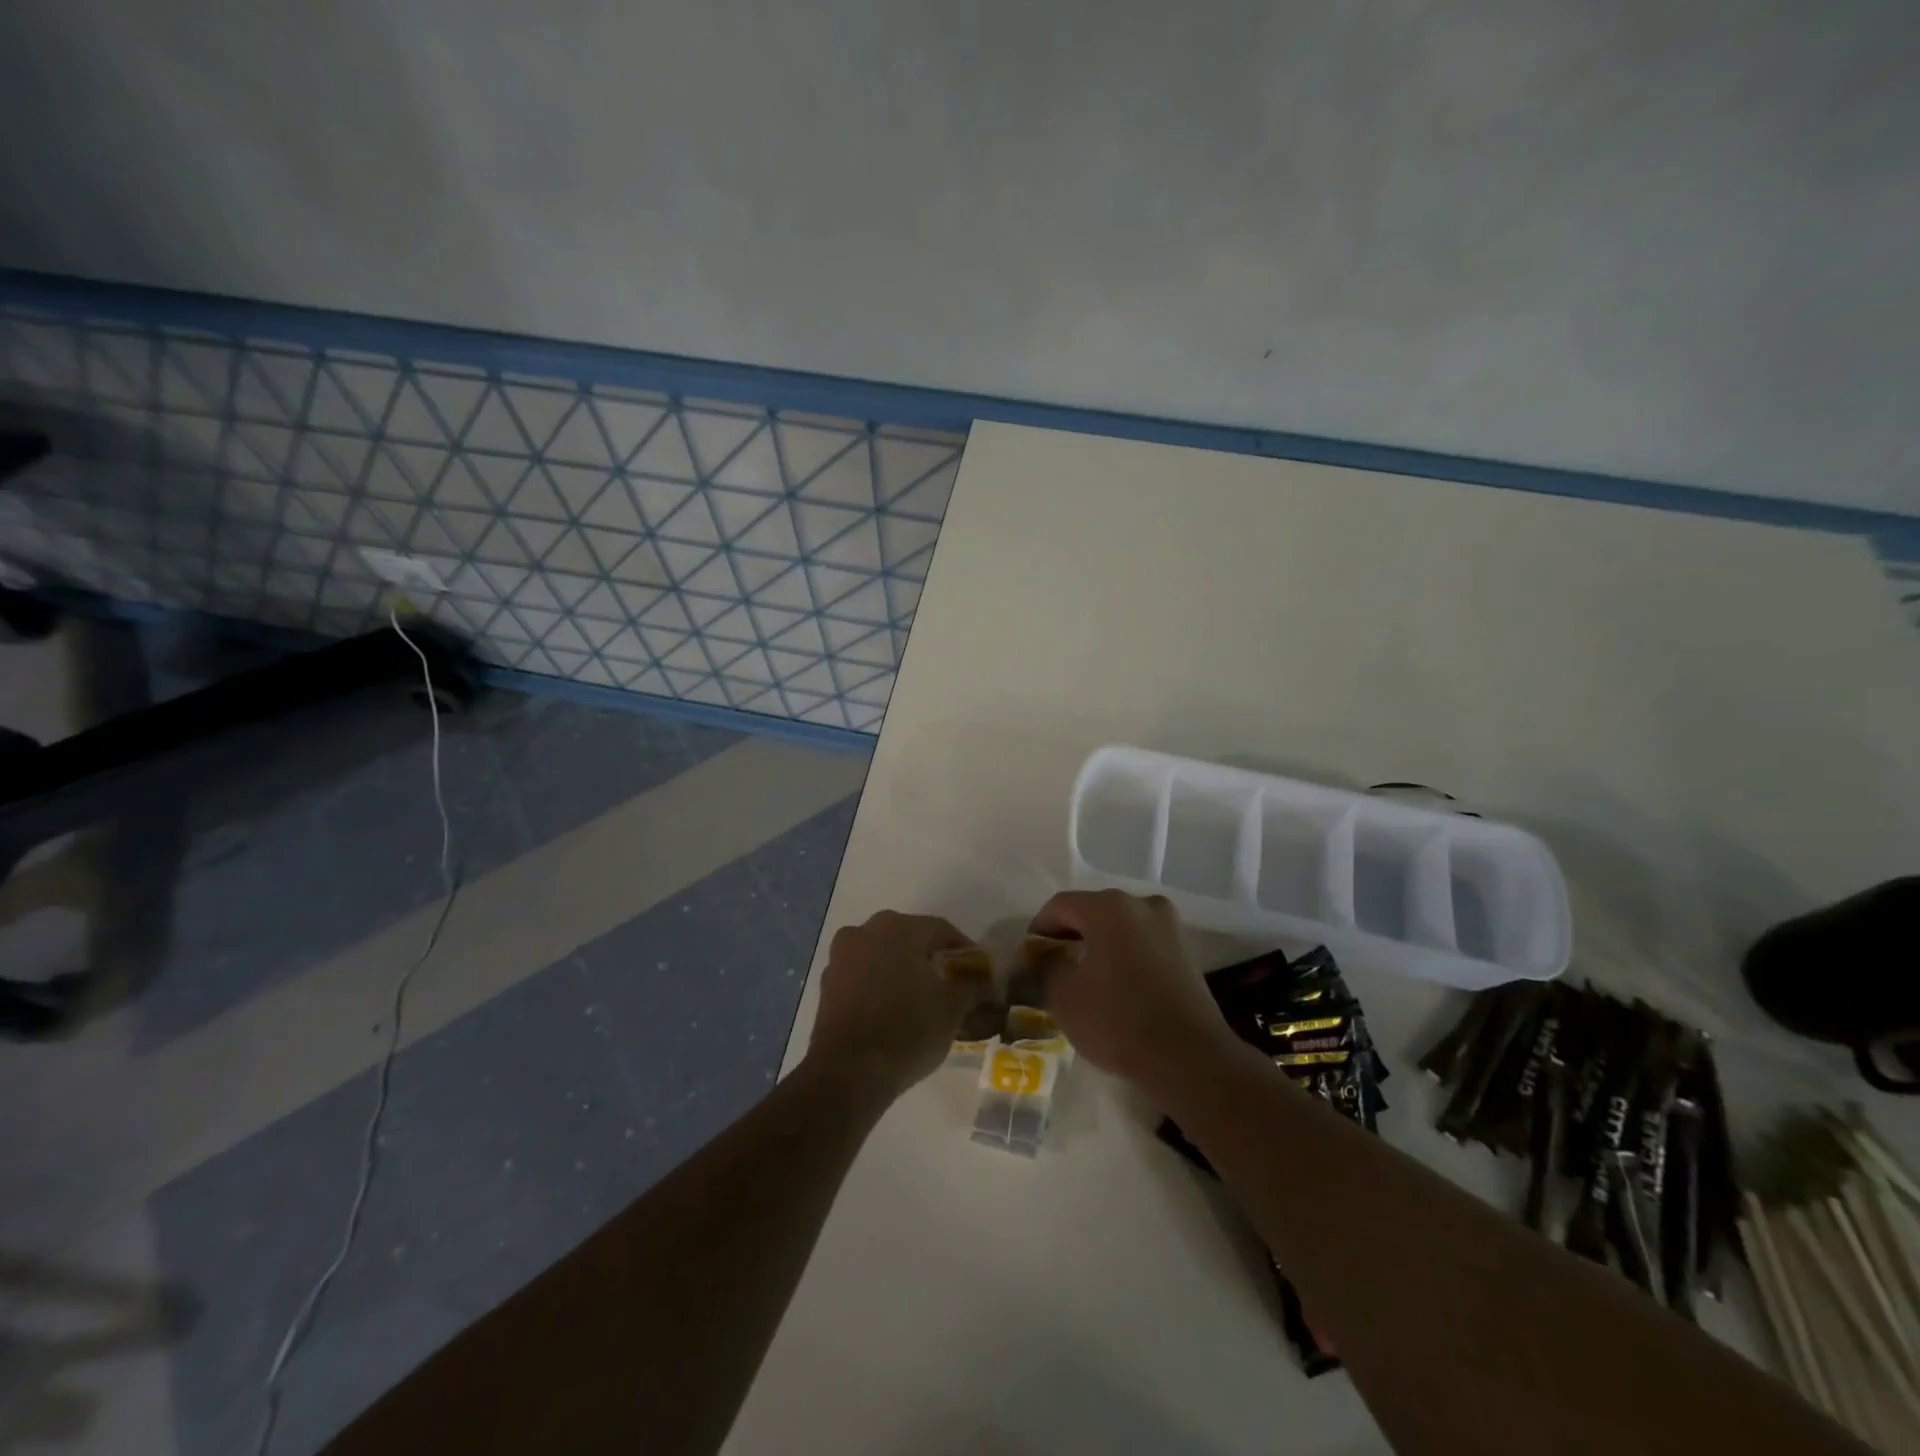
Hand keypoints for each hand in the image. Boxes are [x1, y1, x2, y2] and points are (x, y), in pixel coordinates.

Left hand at [807, 911, 986, 1099]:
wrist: (848, 1072)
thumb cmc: (907, 1031)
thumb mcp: (952, 1010)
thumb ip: (970, 985)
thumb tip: (981, 977)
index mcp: (899, 929)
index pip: (940, 929)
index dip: (962, 947)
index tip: (976, 969)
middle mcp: (867, 931)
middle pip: (907, 935)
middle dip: (928, 953)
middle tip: (947, 978)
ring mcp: (842, 956)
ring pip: (880, 952)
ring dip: (899, 966)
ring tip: (917, 993)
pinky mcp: (827, 983)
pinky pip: (861, 973)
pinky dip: (877, 982)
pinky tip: (889, 1006)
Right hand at [1027, 890, 1236, 1092]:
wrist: (1190, 1058)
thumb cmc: (1118, 1020)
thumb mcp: (1064, 996)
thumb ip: (1046, 967)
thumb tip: (1043, 958)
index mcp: (1109, 907)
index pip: (1060, 906)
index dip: (1039, 929)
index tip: (1028, 957)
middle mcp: (1142, 904)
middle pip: (1093, 912)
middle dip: (1070, 936)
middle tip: (1052, 966)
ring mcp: (1170, 926)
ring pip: (1121, 928)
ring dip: (1099, 946)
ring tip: (1084, 979)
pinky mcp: (1187, 952)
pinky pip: (1143, 945)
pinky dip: (1125, 957)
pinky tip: (1116, 987)